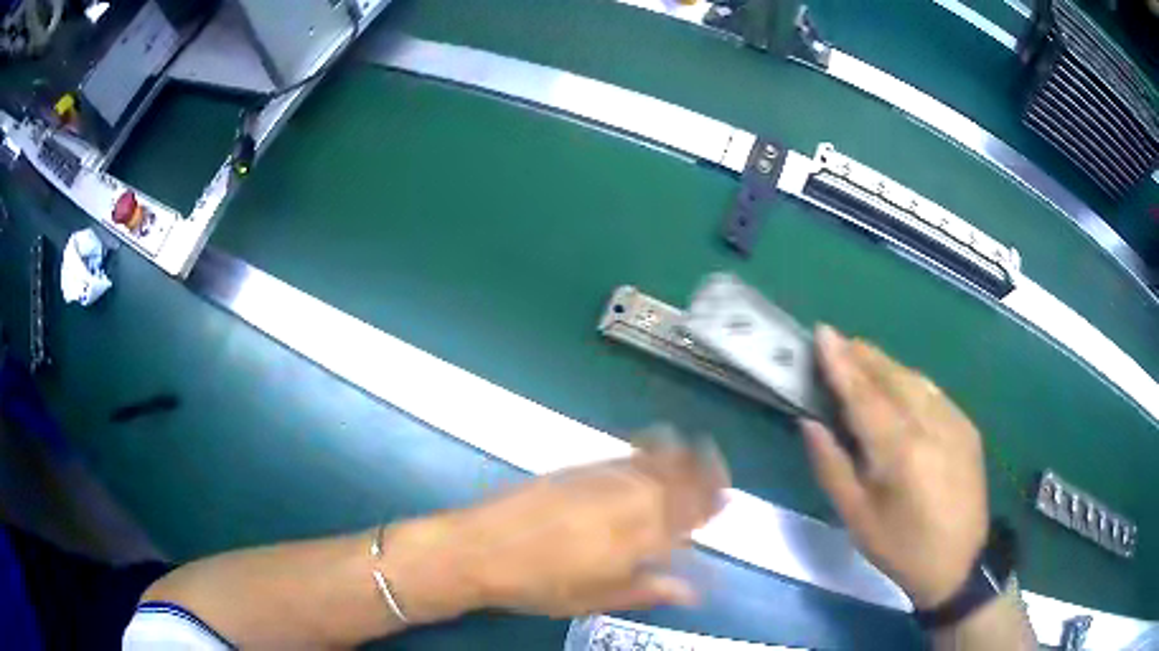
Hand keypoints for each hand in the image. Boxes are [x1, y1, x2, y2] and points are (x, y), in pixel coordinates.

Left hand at [388, 428, 728, 621]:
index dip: (710, 505)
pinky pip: (626, 455)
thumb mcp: (597, 598)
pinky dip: (649, 449)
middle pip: (678, 481)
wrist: (480, 550)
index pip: (689, 515)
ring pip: (655, 462)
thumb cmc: (541, 586)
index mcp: (637, 537)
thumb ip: (648, 590)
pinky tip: (655, 444)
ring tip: (698, 450)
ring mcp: (601, 480)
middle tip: (721, 471)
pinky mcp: (578, 468)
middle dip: (704, 473)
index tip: (725, 499)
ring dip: (682, 456)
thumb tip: (690, 590)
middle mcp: (626, 501)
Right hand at [801, 325, 987, 608]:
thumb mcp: (856, 518)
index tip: (823, 332)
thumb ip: (831, 467)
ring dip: (886, 365)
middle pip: (893, 376)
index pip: (865, 395)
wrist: (958, 563)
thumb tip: (809, 423)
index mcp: (900, 452)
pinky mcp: (967, 427)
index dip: (841, 363)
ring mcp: (955, 422)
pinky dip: (909, 381)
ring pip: (915, 378)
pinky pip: (933, 392)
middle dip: (863, 356)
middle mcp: (931, 425)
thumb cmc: (900, 547)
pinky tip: (898, 385)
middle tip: (838, 342)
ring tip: (862, 358)